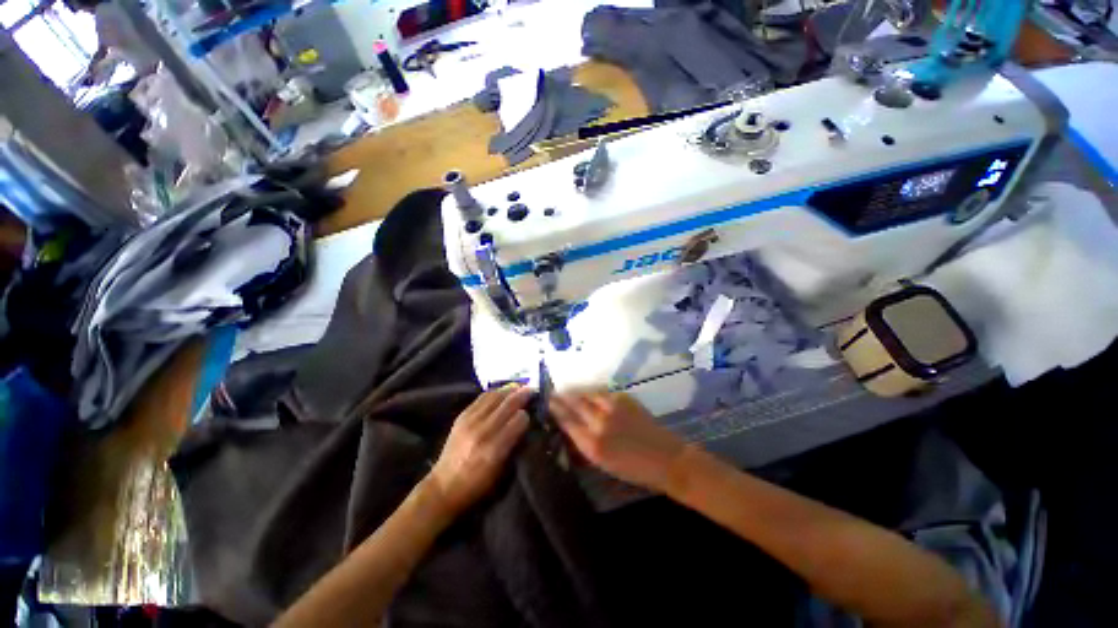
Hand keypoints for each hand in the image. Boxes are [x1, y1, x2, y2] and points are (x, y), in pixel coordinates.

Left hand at [428, 385, 531, 514]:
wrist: (444, 487)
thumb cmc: (477, 485)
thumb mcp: (502, 472)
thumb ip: (515, 445)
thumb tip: (527, 424)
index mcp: (494, 449)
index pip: (519, 420)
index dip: (528, 415)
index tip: (533, 413)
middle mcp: (482, 431)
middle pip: (508, 404)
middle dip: (523, 395)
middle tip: (533, 390)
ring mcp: (470, 421)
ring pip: (495, 396)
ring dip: (510, 389)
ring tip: (520, 387)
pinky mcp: (462, 416)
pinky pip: (482, 397)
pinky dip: (495, 392)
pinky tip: (503, 391)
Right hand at [550, 391, 685, 490]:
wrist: (666, 458)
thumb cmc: (633, 469)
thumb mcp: (603, 463)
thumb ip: (583, 444)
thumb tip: (569, 428)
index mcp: (593, 444)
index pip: (567, 421)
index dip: (555, 410)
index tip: (547, 403)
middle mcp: (600, 422)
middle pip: (574, 403)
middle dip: (561, 397)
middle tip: (552, 393)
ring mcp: (613, 407)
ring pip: (588, 393)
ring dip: (576, 391)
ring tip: (568, 391)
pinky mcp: (624, 398)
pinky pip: (602, 392)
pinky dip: (592, 392)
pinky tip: (589, 393)